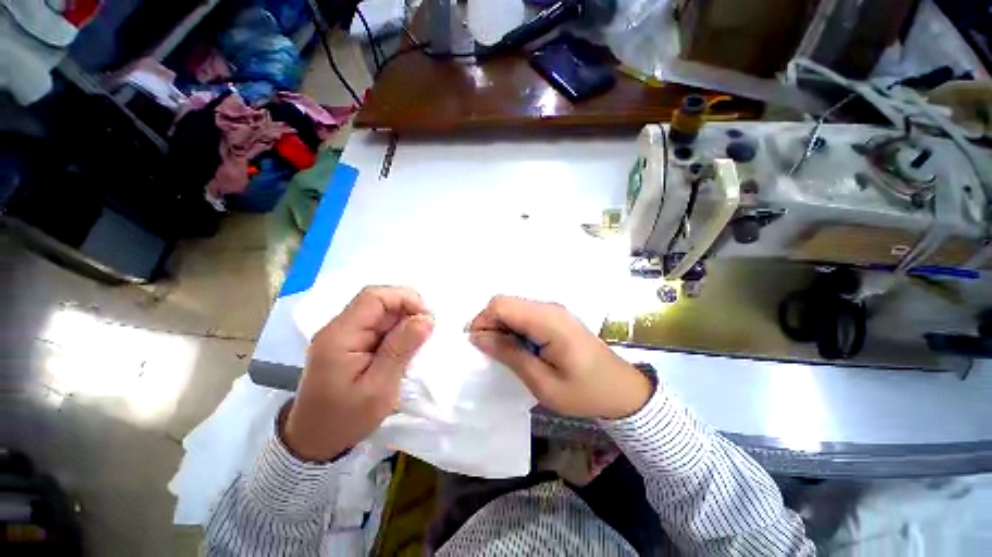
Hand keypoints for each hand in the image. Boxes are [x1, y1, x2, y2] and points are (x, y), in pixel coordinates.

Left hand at [283, 286, 433, 461]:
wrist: (313, 442)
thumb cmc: (345, 419)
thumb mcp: (379, 388)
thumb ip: (401, 348)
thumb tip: (426, 318)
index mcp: (340, 336)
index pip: (374, 297)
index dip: (405, 298)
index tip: (428, 317)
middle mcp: (338, 328)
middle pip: (377, 301)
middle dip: (407, 309)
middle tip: (427, 330)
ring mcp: (342, 334)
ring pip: (380, 312)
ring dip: (403, 320)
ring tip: (418, 341)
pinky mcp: (348, 342)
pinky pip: (377, 325)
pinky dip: (396, 330)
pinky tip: (404, 346)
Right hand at [467, 296, 651, 419]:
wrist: (621, 388)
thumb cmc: (584, 391)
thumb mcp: (543, 382)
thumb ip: (510, 354)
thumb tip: (478, 337)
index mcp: (548, 321)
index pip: (502, 305)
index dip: (483, 320)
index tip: (476, 345)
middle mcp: (549, 308)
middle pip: (506, 302)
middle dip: (489, 323)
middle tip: (488, 352)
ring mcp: (553, 310)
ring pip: (513, 307)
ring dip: (500, 325)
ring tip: (502, 352)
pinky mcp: (555, 316)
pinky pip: (524, 314)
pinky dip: (512, 327)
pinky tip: (517, 347)